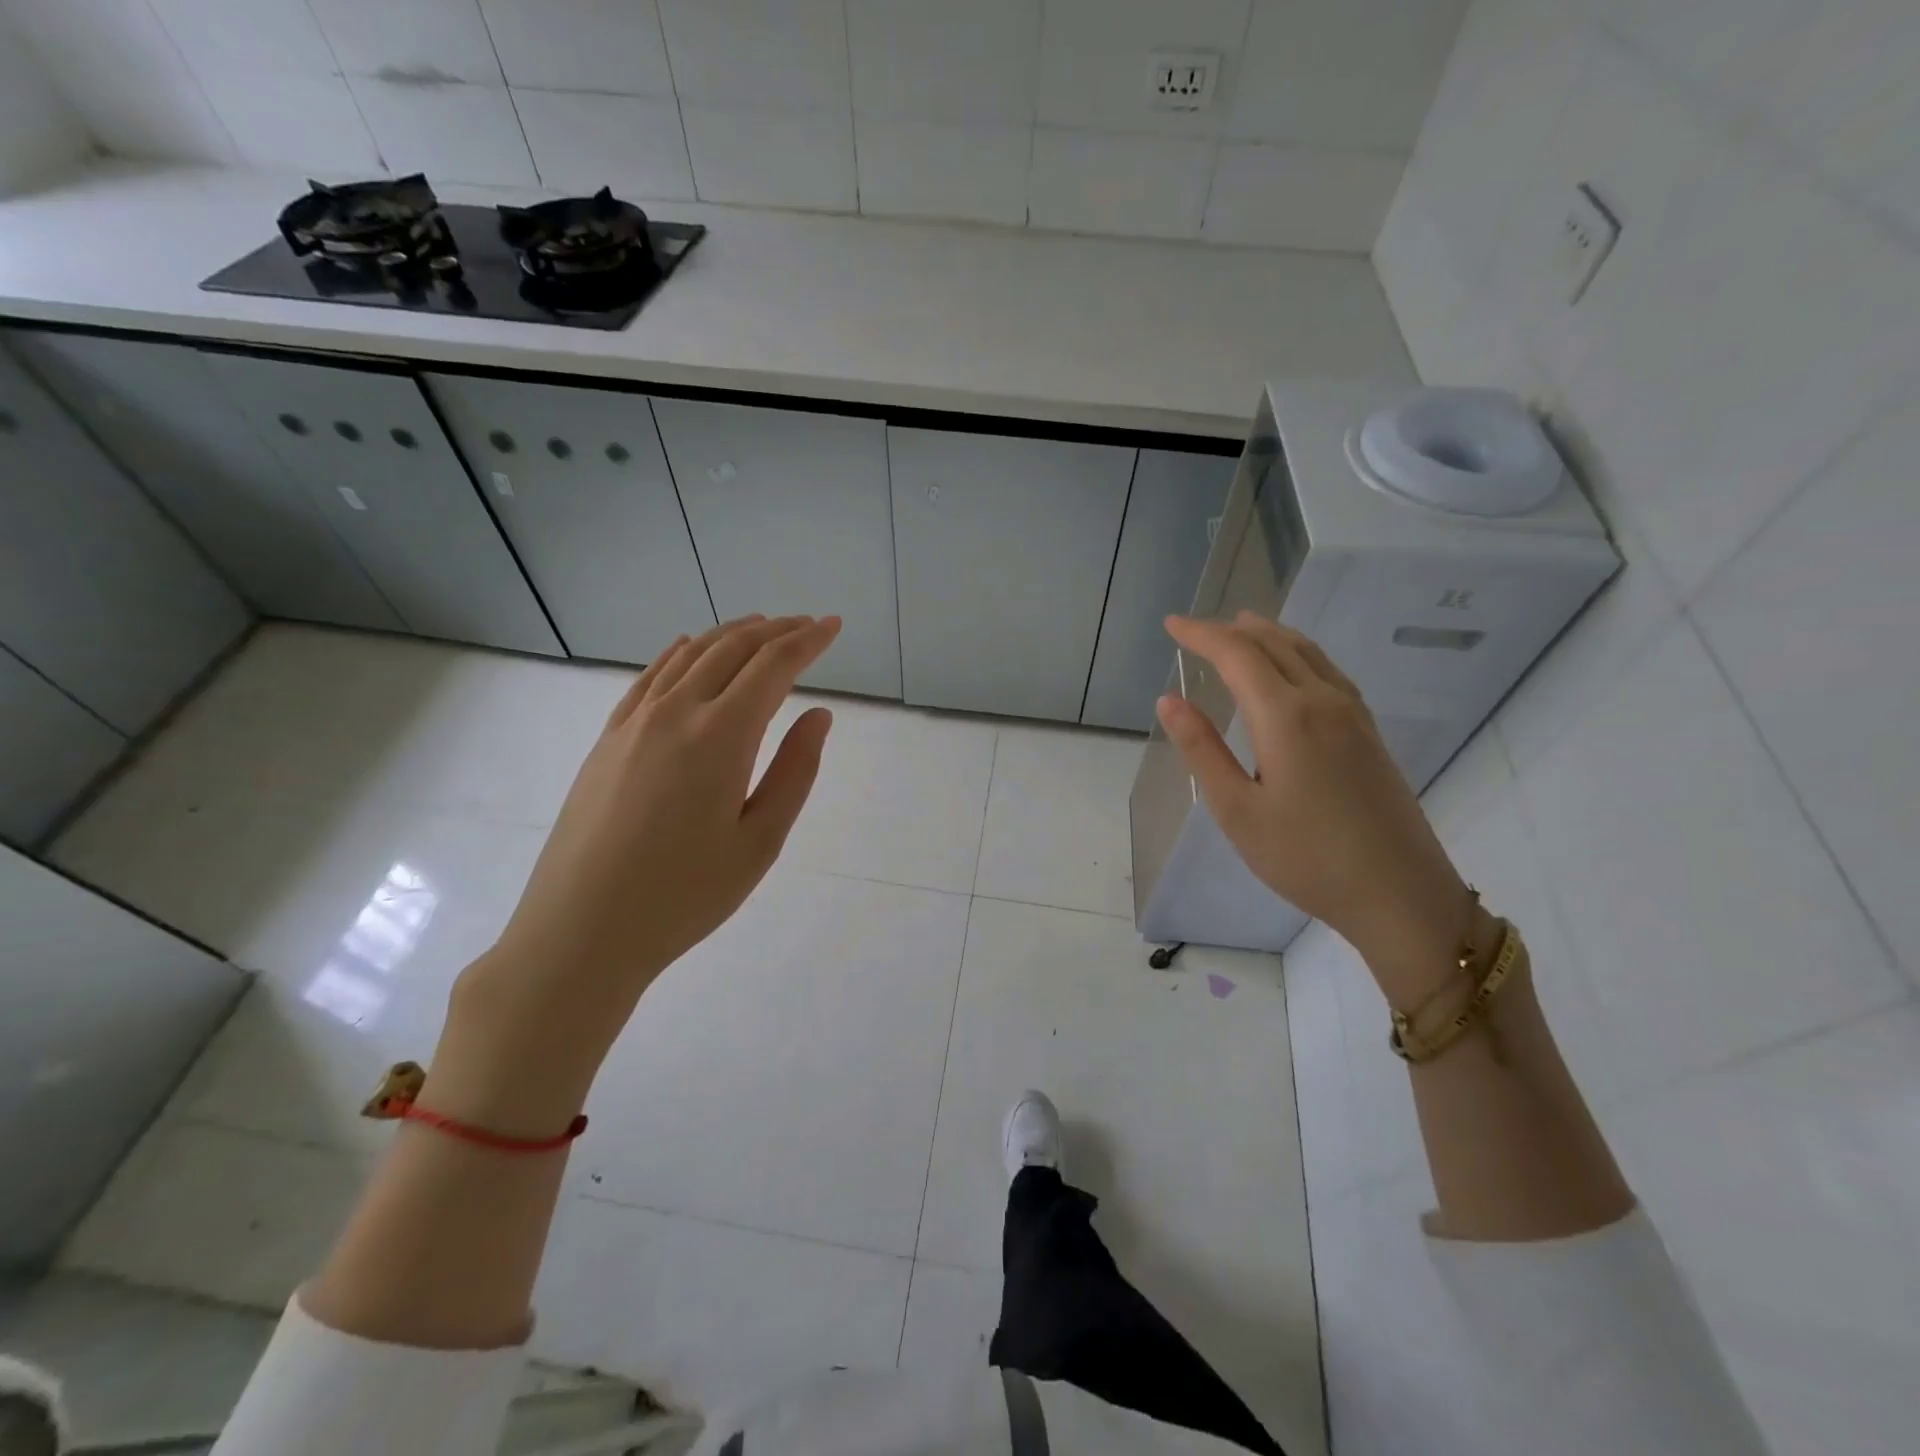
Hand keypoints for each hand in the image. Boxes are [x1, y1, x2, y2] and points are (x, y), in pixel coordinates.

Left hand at [428, 614, 840, 1131]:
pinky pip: (649, 677)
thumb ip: (795, 771)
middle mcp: (676, 713)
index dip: (808, 641)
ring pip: (690, 655)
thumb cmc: (684, 895)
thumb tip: (818, 716)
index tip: (834, 625)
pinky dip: (680, 653)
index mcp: (721, 736)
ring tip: (761, 626)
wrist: (582, 930)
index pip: (773, 666)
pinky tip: (689, 648)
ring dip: (731, 634)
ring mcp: (634, 722)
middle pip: (732, 649)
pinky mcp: (608, 739)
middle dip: (775, 630)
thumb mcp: (760, 841)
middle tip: (807, 625)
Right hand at [1156, 612, 1473, 987]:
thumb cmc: (1306, 858)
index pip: (1237, 654)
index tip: (1171, 624)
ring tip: (1242, 627)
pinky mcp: (1368, 732)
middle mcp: (1323, 701)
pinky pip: (1327, 670)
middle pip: (1274, 644)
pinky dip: (1298, 652)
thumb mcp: (1237, 811)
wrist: (1400, 894)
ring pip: (1307, 652)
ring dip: (1269, 634)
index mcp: (1286, 716)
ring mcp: (1353, 715)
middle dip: (1231, 630)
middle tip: (1195, 629)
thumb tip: (1168, 700)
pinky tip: (1292, 667)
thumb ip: (1202, 750)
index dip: (1201, 634)